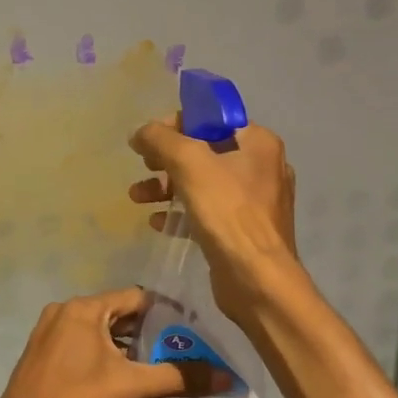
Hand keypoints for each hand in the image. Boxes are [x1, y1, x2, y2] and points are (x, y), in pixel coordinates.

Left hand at [0, 287, 225, 397]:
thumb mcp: (129, 388)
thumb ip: (177, 378)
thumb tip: (225, 376)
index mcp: (84, 309)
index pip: (136, 298)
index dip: (167, 314)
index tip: (194, 333)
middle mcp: (65, 311)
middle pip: (119, 313)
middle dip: (150, 333)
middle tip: (184, 353)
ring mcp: (51, 331)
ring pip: (101, 331)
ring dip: (128, 347)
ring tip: (162, 368)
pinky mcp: (45, 352)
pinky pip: (84, 344)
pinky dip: (106, 355)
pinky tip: (126, 378)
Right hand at [128, 115, 306, 325]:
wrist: (256, 278)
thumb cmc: (227, 212)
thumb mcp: (188, 163)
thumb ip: (160, 139)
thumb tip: (140, 132)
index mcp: (258, 142)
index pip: (211, 119)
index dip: (175, 124)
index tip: (148, 141)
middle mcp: (261, 166)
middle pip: (204, 150)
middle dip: (166, 158)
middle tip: (143, 166)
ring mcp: (254, 201)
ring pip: (201, 182)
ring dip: (166, 186)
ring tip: (136, 197)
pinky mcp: (242, 229)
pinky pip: (206, 210)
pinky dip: (180, 211)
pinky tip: (157, 221)